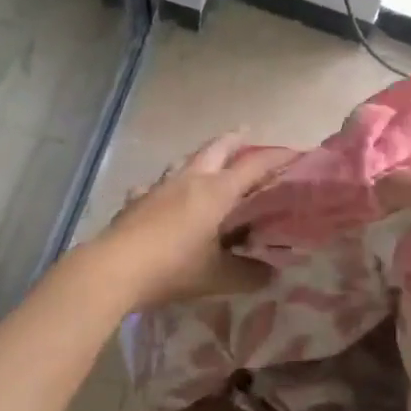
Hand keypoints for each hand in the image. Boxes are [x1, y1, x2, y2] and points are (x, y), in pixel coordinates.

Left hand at [92, 132, 296, 309]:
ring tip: (208, 160)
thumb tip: (271, 275)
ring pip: (185, 160)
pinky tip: (159, 192)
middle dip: (235, 140)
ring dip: (201, 156)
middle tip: (248, 134)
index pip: (254, 165)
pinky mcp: (137, 201)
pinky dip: (164, 185)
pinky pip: (155, 184)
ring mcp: (160, 187)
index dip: (277, 157)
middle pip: (217, 148)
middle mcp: (190, 180)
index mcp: (216, 191)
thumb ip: (248, 274)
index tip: (297, 153)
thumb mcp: (218, 276)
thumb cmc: (173, 267)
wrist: (114, 268)